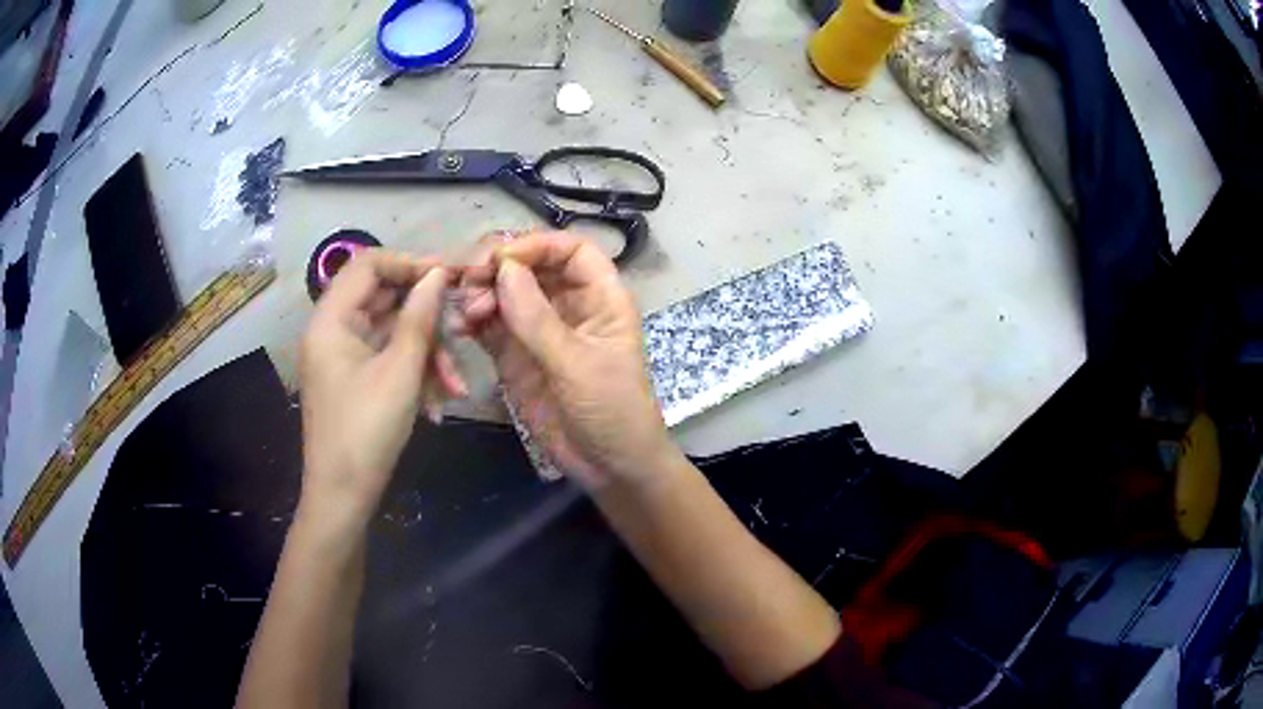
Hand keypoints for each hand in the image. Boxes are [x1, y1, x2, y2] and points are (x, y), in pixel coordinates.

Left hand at [298, 250, 465, 523]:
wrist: (343, 497)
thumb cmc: (366, 432)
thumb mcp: (399, 372)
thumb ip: (419, 318)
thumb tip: (439, 274)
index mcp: (331, 320)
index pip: (368, 264)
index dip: (410, 262)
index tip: (450, 275)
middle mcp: (333, 329)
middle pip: (383, 297)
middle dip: (427, 315)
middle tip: (465, 324)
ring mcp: (344, 355)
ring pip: (391, 330)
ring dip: (427, 350)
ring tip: (456, 383)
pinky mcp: (355, 377)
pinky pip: (388, 357)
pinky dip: (414, 370)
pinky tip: (440, 399)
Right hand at [460, 231, 676, 490]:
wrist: (609, 467)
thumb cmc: (612, 411)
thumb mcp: (578, 364)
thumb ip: (537, 319)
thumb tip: (504, 268)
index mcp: (600, 297)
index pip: (571, 250)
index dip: (536, 245)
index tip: (501, 259)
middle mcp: (568, 305)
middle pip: (531, 265)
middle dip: (499, 266)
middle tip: (469, 280)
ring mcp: (539, 330)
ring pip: (506, 292)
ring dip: (482, 292)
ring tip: (466, 310)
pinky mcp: (516, 355)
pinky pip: (491, 325)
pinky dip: (473, 319)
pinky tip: (460, 324)